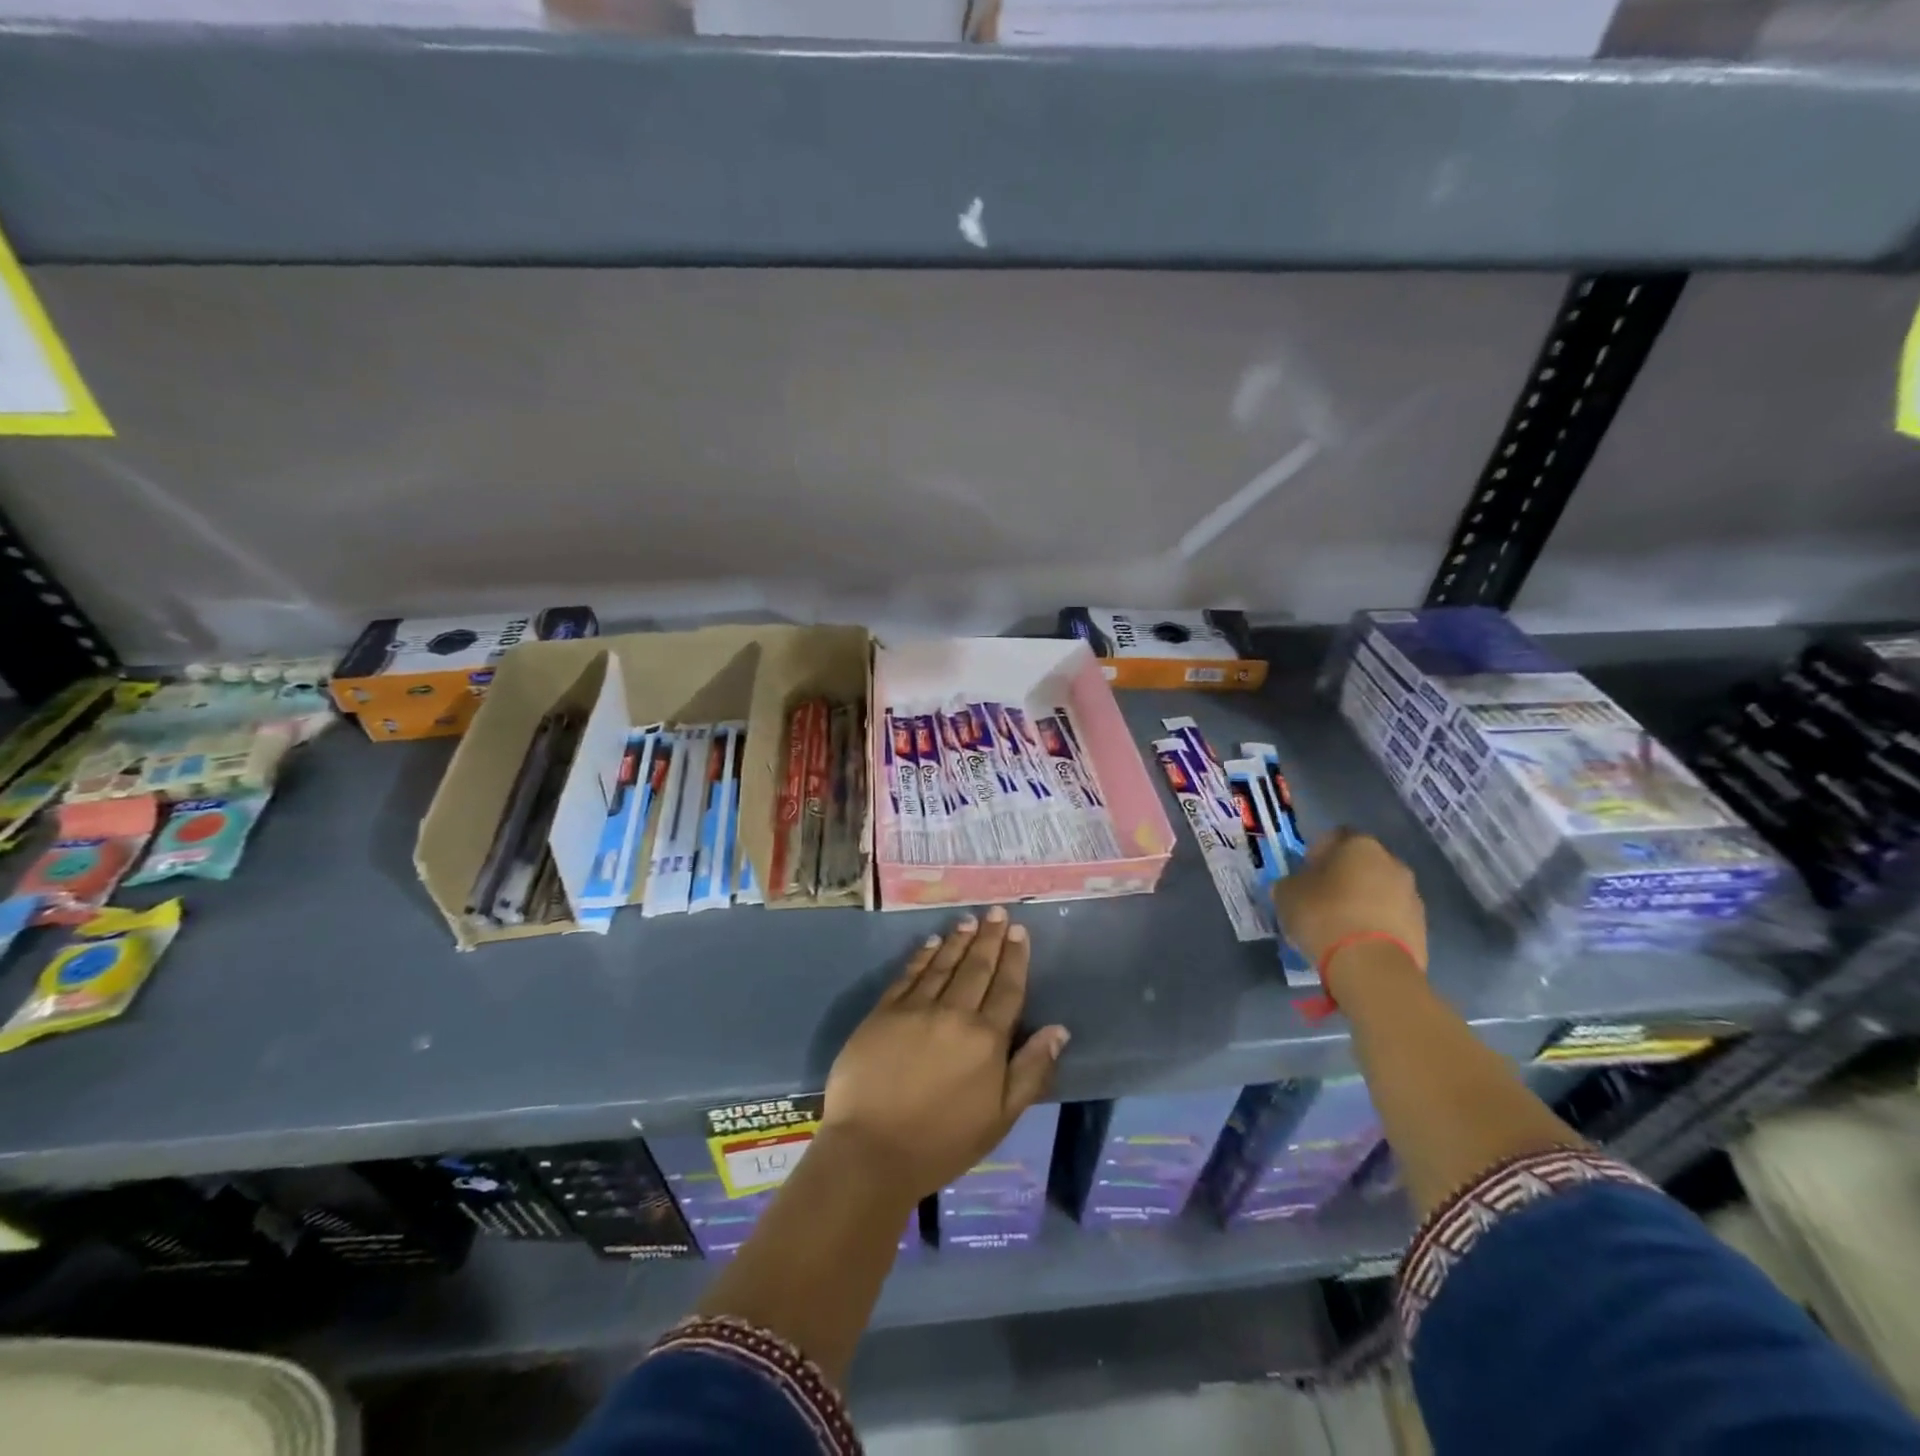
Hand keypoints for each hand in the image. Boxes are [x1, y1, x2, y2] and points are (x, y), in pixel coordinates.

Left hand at [821, 907, 1069, 1204]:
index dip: (1014, 958)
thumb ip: (1031, 1071)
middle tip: (997, 912)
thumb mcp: (1001, 1118)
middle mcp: (954, 1014)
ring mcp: (915, 1009)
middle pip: (977, 968)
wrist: (871, 1151)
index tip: (1019, 931)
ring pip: (943, 964)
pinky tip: (931, 943)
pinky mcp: (883, 1012)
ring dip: (958, 940)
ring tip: (970, 921)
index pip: (1007, 988)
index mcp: (986, 1040)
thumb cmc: (942, 1142)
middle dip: (989, 938)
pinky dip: (923, 956)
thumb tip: (1059, 1030)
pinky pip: (909, 975)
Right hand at [1273, 828, 1427, 971]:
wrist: (1371, 967)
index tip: (1305, 873)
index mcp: (1359, 845)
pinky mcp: (1422, 929)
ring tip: (1338, 926)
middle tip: (1320, 899)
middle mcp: (1392, 863)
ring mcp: (1412, 897)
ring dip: (1362, 902)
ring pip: (1379, 892)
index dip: (1318, 852)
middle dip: (1343, 878)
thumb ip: (1292, 882)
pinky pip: (1390, 919)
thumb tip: (1296, 884)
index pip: (1336, 836)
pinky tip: (1356, 944)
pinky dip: (1375, 926)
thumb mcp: (1287, 894)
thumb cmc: (1324, 916)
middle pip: (1362, 864)